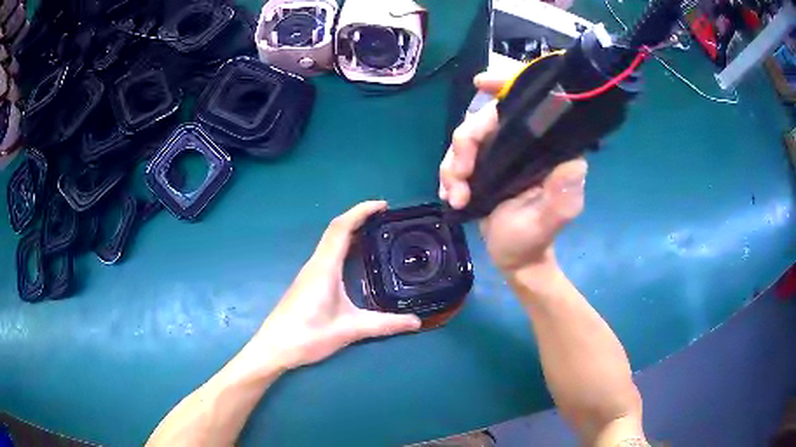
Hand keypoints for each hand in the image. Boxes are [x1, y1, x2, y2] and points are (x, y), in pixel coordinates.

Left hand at [253, 201, 421, 369]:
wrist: (274, 347)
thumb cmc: (308, 335)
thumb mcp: (350, 330)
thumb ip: (385, 325)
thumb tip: (417, 322)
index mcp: (324, 267)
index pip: (341, 228)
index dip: (361, 211)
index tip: (384, 205)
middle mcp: (315, 264)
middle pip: (336, 230)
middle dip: (360, 218)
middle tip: (387, 219)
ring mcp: (309, 272)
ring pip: (330, 242)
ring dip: (351, 231)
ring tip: (376, 234)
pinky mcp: (307, 282)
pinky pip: (328, 254)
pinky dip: (344, 246)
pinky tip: (356, 259)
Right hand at [439, 71, 587, 274]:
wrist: (514, 258)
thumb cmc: (533, 240)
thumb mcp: (550, 221)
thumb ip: (562, 196)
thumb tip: (574, 162)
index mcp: (547, 148)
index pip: (530, 104)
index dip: (506, 85)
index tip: (481, 84)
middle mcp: (524, 143)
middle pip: (486, 118)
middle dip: (465, 144)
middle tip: (458, 178)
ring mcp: (501, 152)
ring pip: (466, 137)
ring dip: (452, 165)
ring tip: (456, 197)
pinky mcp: (484, 164)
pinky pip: (457, 156)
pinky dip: (448, 174)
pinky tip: (450, 195)